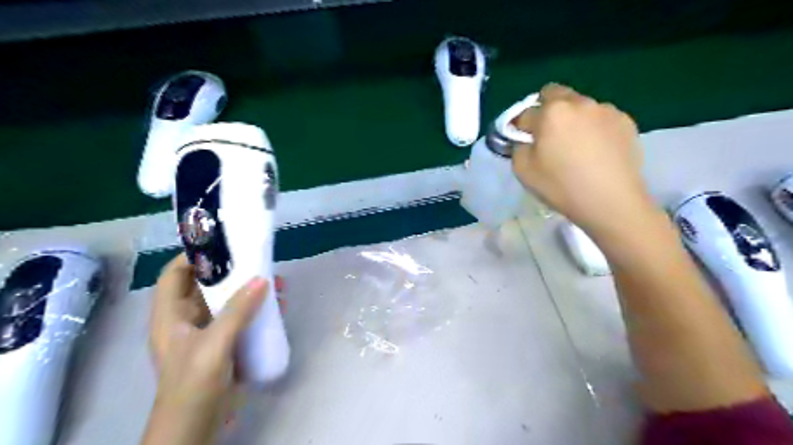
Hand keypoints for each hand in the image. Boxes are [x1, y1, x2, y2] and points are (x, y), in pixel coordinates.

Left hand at [143, 254, 264, 443]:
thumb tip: (263, 279)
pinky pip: (240, 318)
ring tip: (276, 281)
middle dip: (233, 271)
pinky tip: (277, 306)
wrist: (196, 426)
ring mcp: (206, 332)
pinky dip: (257, 309)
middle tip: (259, 260)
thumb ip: (237, 312)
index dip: (193, 255)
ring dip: (249, 290)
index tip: (224, 244)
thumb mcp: (213, 346)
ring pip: (226, 301)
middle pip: (205, 285)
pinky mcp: (224, 343)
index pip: (174, 274)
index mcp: (170, 315)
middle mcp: (186, 319)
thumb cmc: (193, 384)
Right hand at [511, 82, 653, 241]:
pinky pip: (600, 117)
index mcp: (551, 112)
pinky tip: (596, 151)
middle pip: (554, 94)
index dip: (520, 128)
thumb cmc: (561, 186)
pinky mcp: (625, 121)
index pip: (525, 112)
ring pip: (579, 105)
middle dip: (545, 110)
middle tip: (547, 136)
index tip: (522, 142)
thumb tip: (525, 139)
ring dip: (571, 118)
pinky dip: (593, 128)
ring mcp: (606, 109)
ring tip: (576, 147)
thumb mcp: (523, 170)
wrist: (611, 201)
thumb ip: (518, 147)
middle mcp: (579, 102)